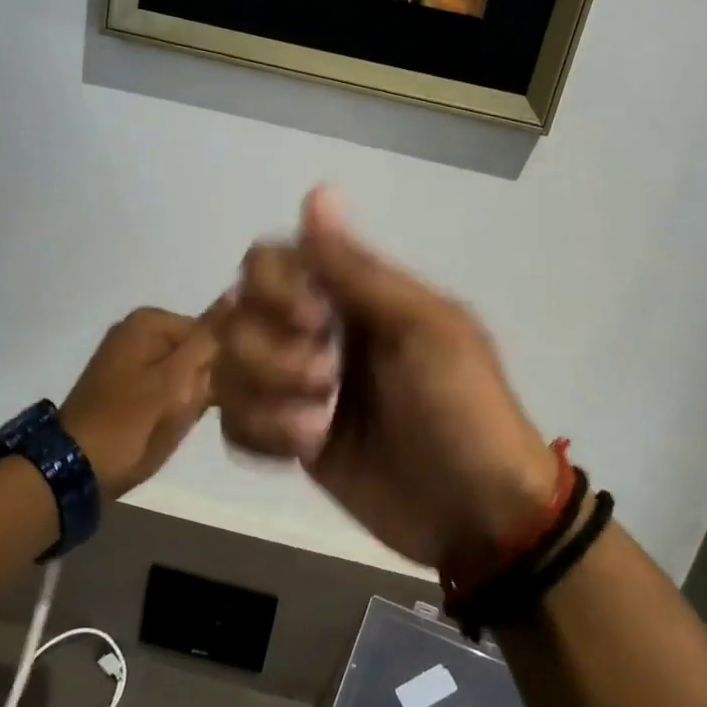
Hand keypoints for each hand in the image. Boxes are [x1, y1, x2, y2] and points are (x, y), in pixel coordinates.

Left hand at [60, 305, 219, 499]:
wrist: (75, 469)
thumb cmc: (133, 423)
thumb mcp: (179, 380)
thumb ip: (211, 338)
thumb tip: (238, 290)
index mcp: (150, 321)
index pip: (216, 333)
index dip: (228, 364)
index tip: (229, 394)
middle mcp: (137, 330)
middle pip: (200, 351)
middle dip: (210, 380)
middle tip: (204, 411)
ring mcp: (128, 359)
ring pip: (186, 372)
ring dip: (195, 395)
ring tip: (186, 420)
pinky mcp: (124, 386)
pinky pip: (167, 386)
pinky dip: (176, 403)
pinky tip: (173, 425)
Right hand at [215, 188, 559, 569]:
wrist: (477, 514)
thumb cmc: (464, 410)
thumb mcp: (425, 330)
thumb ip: (360, 270)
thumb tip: (317, 192)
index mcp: (352, 297)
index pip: (273, 260)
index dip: (277, 287)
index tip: (316, 320)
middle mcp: (315, 333)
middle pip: (238, 313)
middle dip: (273, 352)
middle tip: (327, 381)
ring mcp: (298, 389)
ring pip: (229, 368)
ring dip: (268, 397)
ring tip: (318, 428)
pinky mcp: (288, 440)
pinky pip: (236, 423)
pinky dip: (261, 434)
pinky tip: (304, 450)